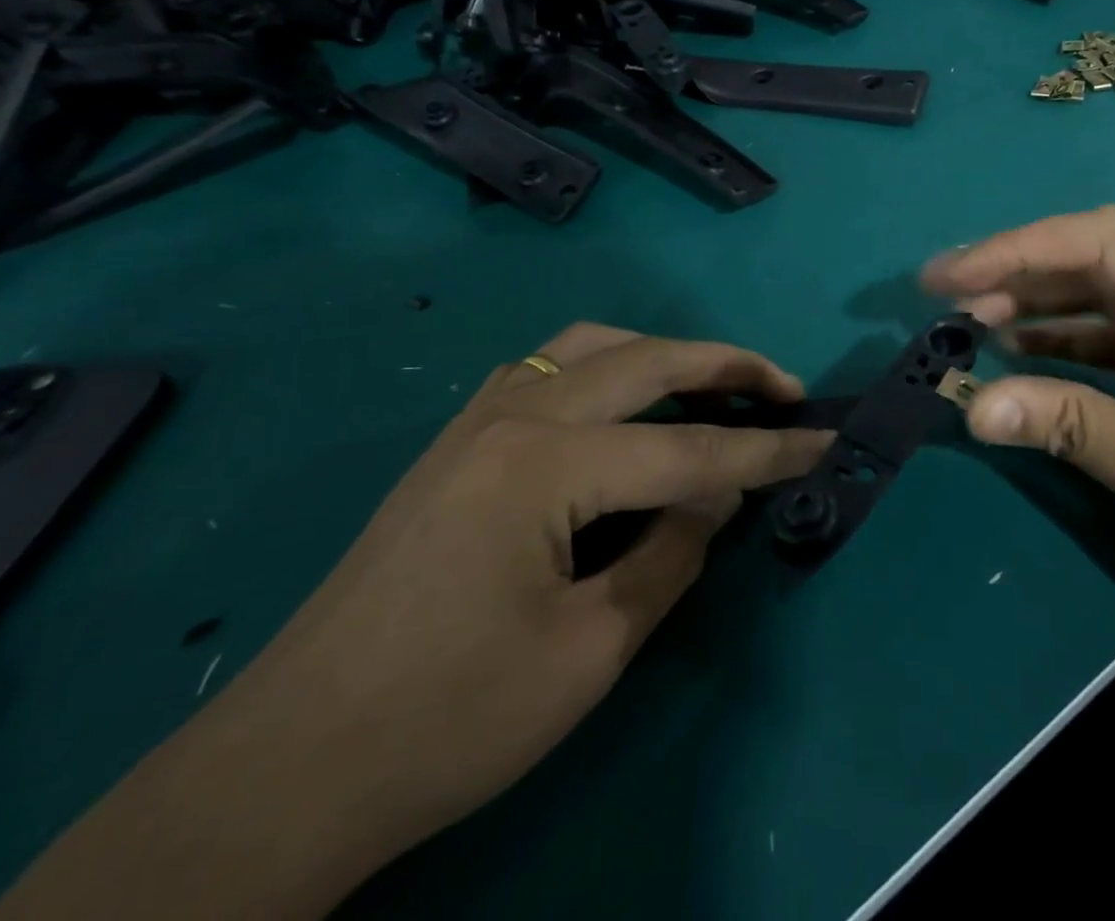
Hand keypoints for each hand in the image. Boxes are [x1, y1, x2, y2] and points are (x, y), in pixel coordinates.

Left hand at [241, 323, 829, 854]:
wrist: (288, 768)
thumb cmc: (448, 720)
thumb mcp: (590, 650)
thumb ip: (671, 555)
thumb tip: (716, 499)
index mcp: (545, 463)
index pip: (687, 451)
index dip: (766, 453)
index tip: (826, 442)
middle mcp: (514, 413)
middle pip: (645, 362)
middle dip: (726, 367)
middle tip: (784, 388)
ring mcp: (477, 418)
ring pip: (593, 345)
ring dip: (663, 354)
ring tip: (711, 383)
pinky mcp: (457, 438)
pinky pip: (548, 366)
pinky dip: (606, 364)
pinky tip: (622, 401)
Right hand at [922, 206, 1114, 695]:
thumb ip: (1075, 429)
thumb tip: (974, 404)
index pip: (1106, 247)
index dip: (1018, 251)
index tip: (948, 278)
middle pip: (1105, 264)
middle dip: (1022, 272)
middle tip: (948, 298)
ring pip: (1109, 307)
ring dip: (1041, 308)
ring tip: (974, 325)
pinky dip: (1068, 352)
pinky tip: (1026, 363)